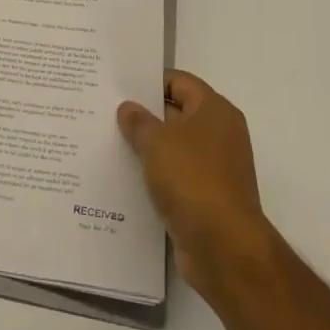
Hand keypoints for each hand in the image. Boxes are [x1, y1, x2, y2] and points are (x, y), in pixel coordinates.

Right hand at [118, 71, 274, 304]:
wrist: (224, 249)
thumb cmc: (193, 180)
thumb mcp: (157, 142)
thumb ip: (138, 121)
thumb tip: (128, 108)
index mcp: (215, 111)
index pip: (179, 82)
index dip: (148, 81)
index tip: (117, 85)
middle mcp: (219, 135)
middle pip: (176, 113)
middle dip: (143, 114)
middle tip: (105, 112)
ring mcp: (214, 169)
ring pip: (173, 147)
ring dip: (146, 147)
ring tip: (107, 142)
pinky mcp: (205, 198)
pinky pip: (174, 177)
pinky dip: (153, 175)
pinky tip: (123, 176)